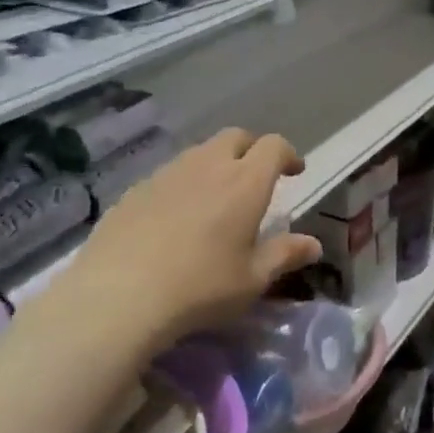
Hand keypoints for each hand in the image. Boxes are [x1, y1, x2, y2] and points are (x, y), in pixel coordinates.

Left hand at [57, 129, 322, 357]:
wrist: (120, 295)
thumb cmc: (201, 288)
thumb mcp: (253, 279)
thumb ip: (285, 255)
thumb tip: (313, 245)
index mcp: (245, 182)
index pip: (273, 147)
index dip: (287, 154)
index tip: (294, 172)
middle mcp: (208, 165)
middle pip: (235, 137)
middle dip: (251, 150)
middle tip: (256, 177)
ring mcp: (167, 173)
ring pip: (199, 152)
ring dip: (215, 164)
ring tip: (216, 197)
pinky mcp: (136, 189)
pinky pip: (169, 174)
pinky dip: (183, 184)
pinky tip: (175, 217)